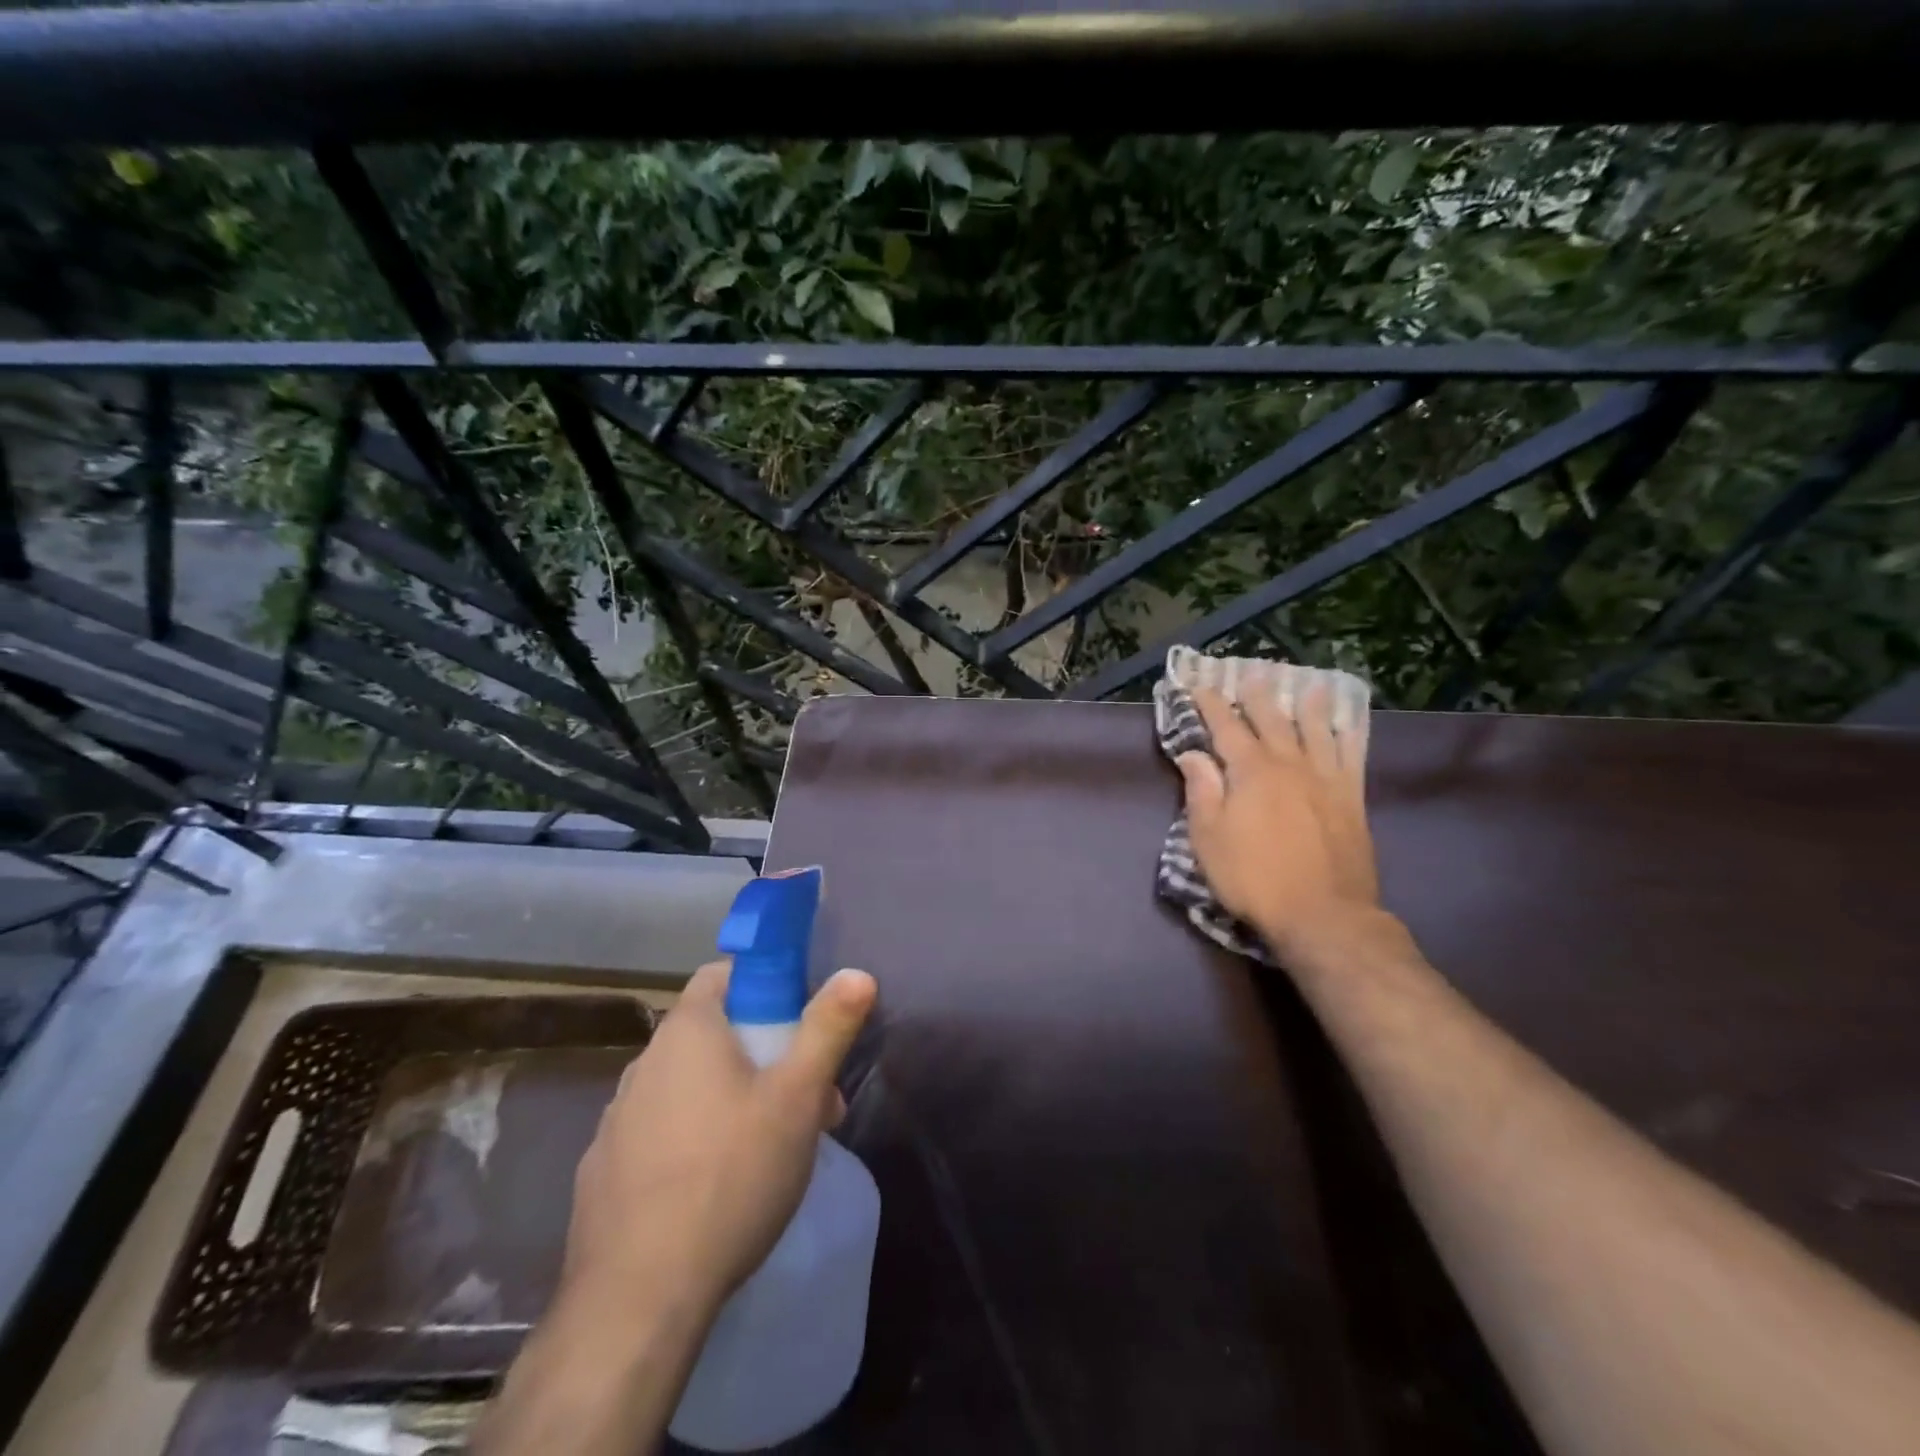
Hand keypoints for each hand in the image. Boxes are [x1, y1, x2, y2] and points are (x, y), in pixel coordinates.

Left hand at [561, 959, 878, 1327]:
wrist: (638, 1300)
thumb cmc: (730, 1176)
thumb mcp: (797, 1097)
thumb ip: (828, 1028)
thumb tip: (857, 972)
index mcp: (686, 1032)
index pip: (722, 974)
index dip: (765, 984)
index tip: (800, 1021)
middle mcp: (644, 1063)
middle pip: (713, 1033)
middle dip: (765, 1053)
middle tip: (808, 1099)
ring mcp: (617, 1119)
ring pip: (690, 1086)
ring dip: (734, 1098)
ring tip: (774, 1148)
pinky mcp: (604, 1171)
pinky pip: (661, 1131)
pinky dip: (695, 1138)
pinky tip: (720, 1187)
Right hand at [1175, 680, 1380, 961]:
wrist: (1322, 915)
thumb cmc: (1253, 878)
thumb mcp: (1208, 838)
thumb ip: (1201, 791)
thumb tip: (1193, 754)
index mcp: (1250, 771)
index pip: (1226, 728)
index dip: (1211, 705)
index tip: (1200, 685)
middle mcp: (1289, 764)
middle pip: (1272, 720)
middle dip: (1257, 695)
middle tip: (1251, 672)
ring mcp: (1325, 779)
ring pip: (1316, 730)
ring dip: (1309, 704)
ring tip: (1309, 684)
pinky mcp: (1351, 799)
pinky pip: (1351, 756)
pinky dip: (1348, 734)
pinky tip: (1348, 724)